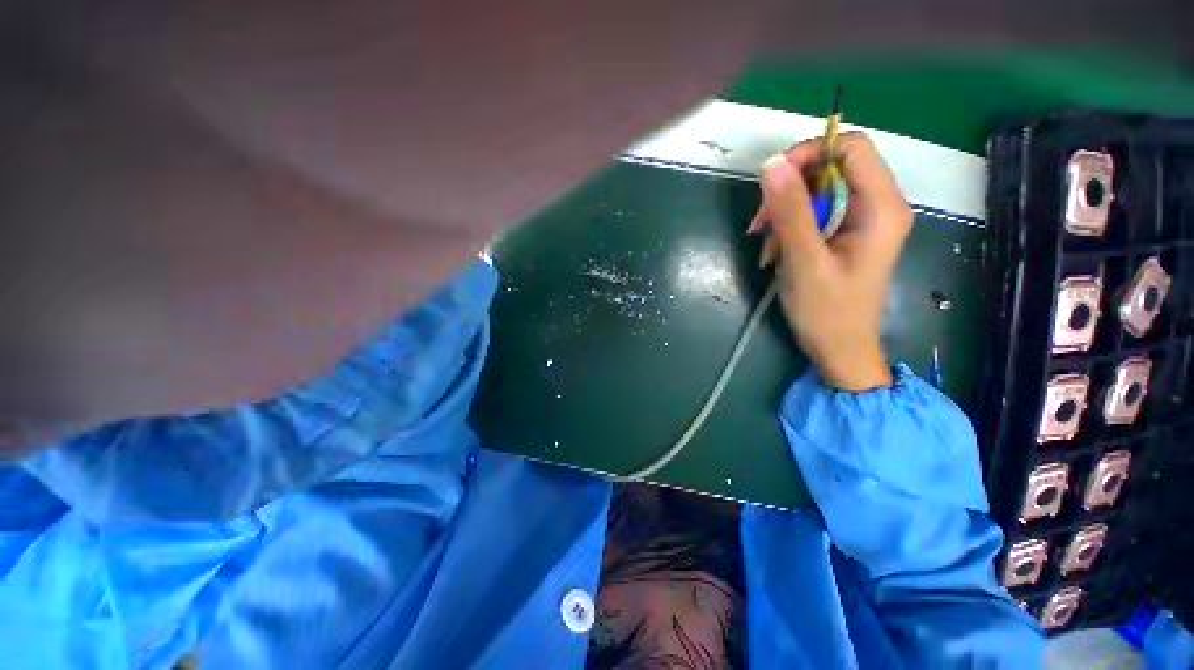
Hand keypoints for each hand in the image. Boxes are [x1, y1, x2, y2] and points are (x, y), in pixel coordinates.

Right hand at [749, 133, 912, 391]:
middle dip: (789, 191)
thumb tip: (772, 164)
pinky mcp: (844, 234)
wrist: (839, 350)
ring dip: (783, 213)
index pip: (851, 148)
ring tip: (766, 247)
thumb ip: (791, 212)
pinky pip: (813, 213)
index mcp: (881, 207)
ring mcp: (860, 220)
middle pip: (830, 168)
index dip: (810, 154)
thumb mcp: (805, 262)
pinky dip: (788, 227)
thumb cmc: (827, 313)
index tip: (773, 182)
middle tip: (761, 224)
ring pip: (816, 191)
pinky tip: (775, 252)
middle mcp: (877, 205)